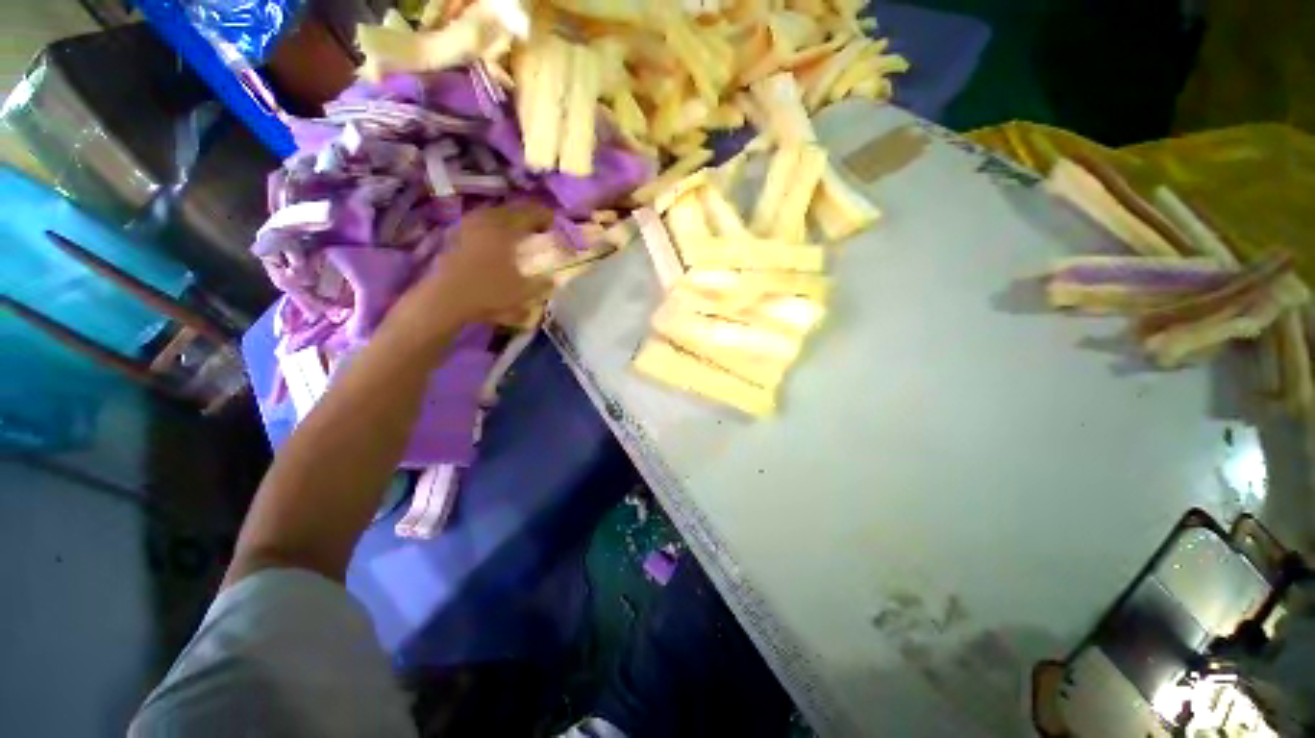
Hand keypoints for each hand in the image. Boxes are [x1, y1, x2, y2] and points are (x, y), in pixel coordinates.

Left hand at [412, 201, 552, 322]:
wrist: (445, 299)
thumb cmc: (489, 292)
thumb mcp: (524, 292)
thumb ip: (542, 284)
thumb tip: (553, 279)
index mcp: (506, 230)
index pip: (530, 214)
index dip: (544, 216)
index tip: (554, 223)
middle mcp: (486, 222)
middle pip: (509, 210)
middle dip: (526, 216)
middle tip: (538, 227)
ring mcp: (467, 227)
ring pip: (492, 216)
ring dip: (506, 221)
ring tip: (516, 233)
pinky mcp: (454, 238)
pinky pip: (478, 225)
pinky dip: (491, 229)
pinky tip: (494, 241)